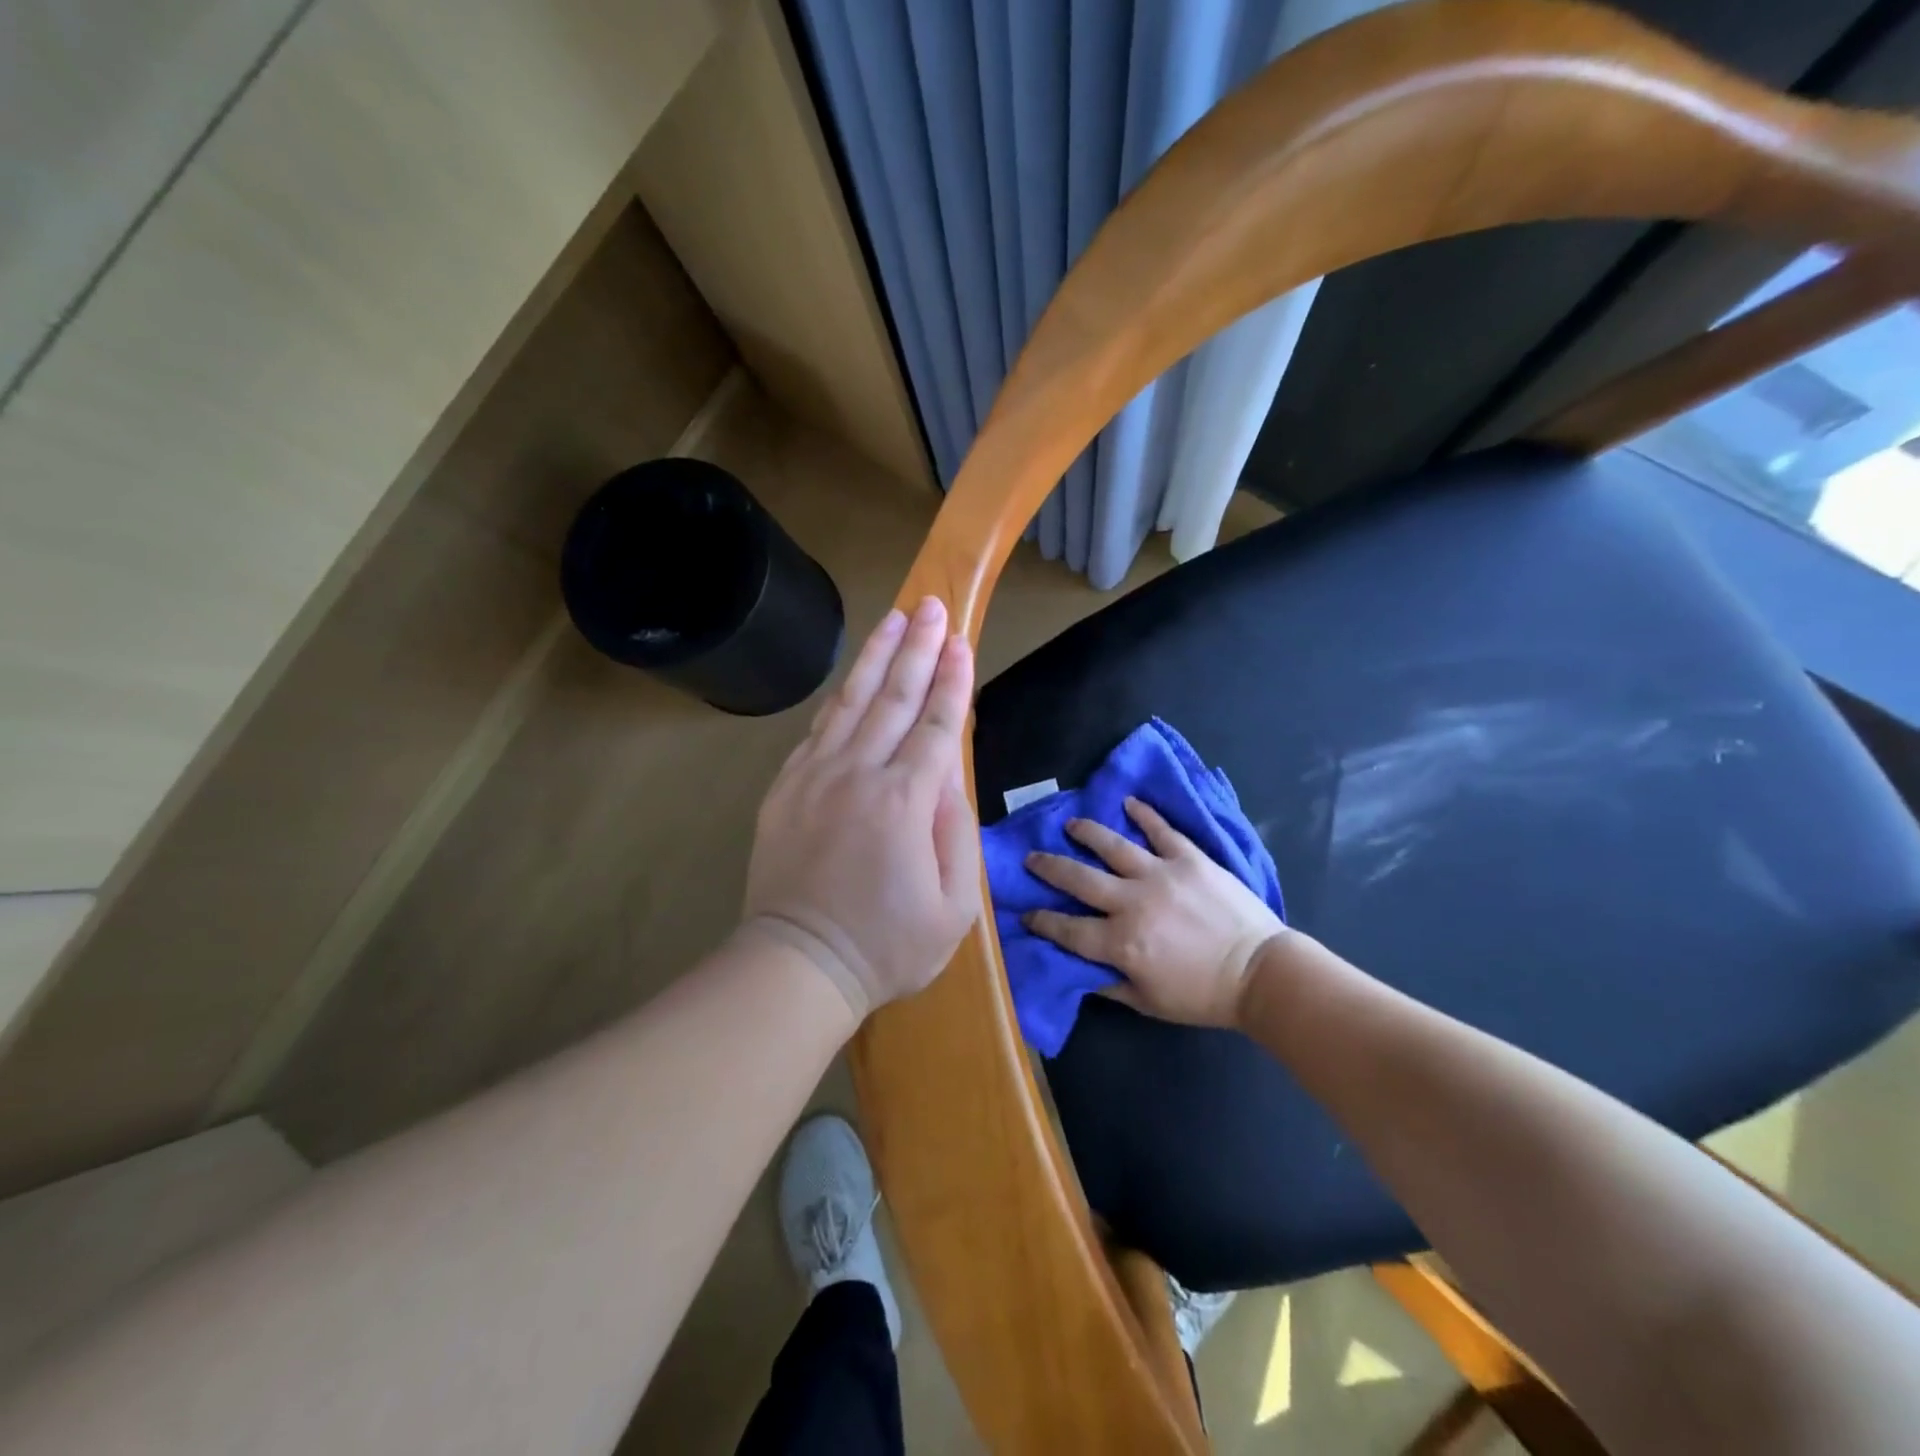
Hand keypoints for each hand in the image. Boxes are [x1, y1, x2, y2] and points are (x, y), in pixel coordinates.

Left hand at [743, 596, 980, 1018]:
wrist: (798, 964)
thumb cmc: (887, 944)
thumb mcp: (954, 907)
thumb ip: (958, 834)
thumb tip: (948, 779)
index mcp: (905, 801)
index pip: (935, 725)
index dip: (951, 680)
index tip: (960, 641)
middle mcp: (859, 774)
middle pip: (894, 698)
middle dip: (916, 648)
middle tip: (930, 605)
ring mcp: (816, 777)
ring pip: (851, 702)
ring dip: (875, 657)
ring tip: (893, 618)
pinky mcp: (786, 788)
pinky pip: (818, 730)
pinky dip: (839, 699)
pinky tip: (852, 679)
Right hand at [1024, 797, 1284, 1028]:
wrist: (1261, 973)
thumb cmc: (1203, 994)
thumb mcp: (1149, 1002)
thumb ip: (1110, 984)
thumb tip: (1078, 971)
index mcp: (1121, 942)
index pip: (1068, 929)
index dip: (1042, 921)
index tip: (1025, 913)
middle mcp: (1133, 902)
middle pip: (1079, 879)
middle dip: (1049, 867)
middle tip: (1032, 857)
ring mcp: (1162, 874)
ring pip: (1113, 846)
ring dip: (1087, 832)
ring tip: (1070, 825)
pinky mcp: (1190, 859)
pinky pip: (1162, 830)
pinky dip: (1145, 815)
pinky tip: (1129, 802)